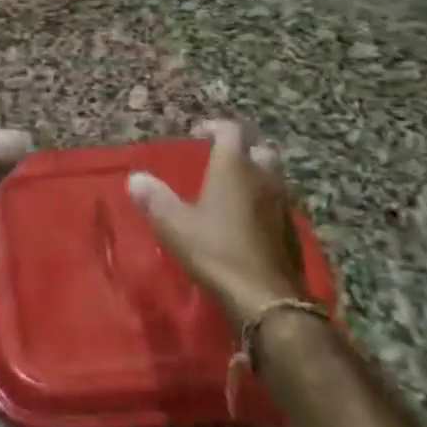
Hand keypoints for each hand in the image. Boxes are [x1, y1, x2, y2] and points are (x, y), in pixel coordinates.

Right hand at [127, 120, 305, 325]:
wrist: (268, 299)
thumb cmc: (217, 251)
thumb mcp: (175, 225)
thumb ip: (154, 198)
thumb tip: (135, 178)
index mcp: (234, 167)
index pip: (230, 130)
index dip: (215, 127)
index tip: (199, 134)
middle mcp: (263, 177)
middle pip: (260, 148)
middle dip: (243, 148)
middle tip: (222, 158)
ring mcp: (283, 204)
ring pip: (273, 175)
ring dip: (256, 174)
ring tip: (233, 188)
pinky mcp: (291, 230)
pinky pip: (278, 202)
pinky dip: (264, 201)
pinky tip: (248, 220)